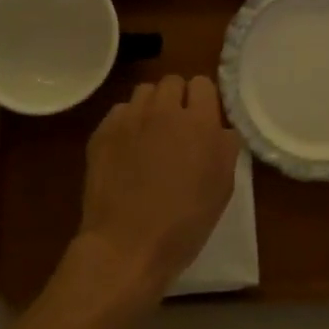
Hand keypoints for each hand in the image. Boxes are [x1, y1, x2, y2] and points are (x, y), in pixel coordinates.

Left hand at [73, 75, 239, 304]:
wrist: (126, 246)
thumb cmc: (184, 223)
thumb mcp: (222, 188)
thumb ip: (226, 148)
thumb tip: (221, 128)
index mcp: (199, 122)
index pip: (203, 84)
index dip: (204, 101)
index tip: (203, 121)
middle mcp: (164, 110)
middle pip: (172, 81)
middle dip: (177, 99)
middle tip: (177, 128)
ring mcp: (130, 118)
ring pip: (144, 92)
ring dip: (151, 107)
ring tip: (150, 135)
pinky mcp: (103, 131)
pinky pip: (119, 111)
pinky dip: (126, 123)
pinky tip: (126, 149)